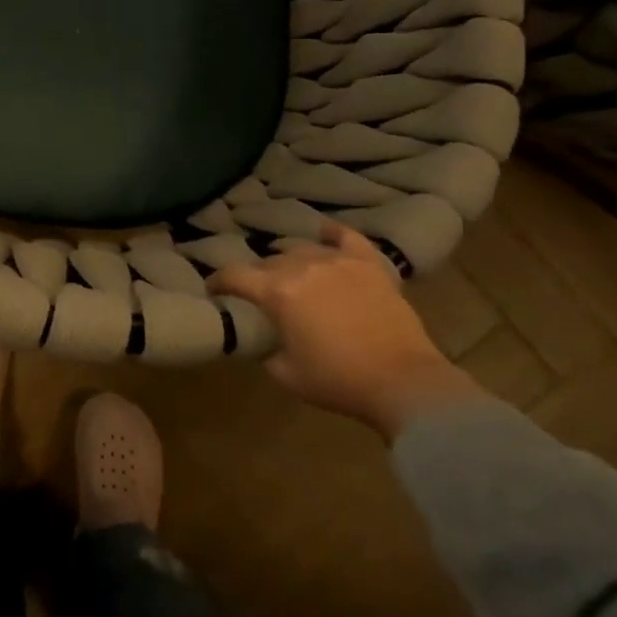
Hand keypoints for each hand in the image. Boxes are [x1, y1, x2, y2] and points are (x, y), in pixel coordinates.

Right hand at [208, 221, 482, 440]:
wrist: (404, 383)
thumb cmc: (339, 381)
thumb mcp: (286, 374)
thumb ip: (265, 351)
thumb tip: (261, 340)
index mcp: (277, 292)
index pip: (234, 276)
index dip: (217, 281)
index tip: (212, 289)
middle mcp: (302, 267)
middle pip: (268, 262)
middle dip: (258, 277)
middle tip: (260, 295)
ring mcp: (338, 261)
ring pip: (302, 250)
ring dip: (290, 262)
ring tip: (292, 275)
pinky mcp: (369, 265)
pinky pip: (346, 238)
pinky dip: (332, 234)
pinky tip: (325, 233)